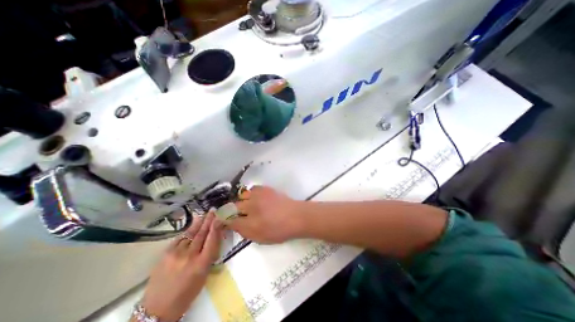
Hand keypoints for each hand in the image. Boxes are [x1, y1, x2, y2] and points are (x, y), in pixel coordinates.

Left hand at [140, 213, 223, 319]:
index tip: (220, 217)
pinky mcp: (165, 253)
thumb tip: (214, 237)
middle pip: (201, 234)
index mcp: (202, 264)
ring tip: (204, 214)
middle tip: (212, 211)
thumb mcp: (204, 275)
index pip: (212, 240)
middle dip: (208, 221)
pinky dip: (188, 231)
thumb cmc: (187, 293)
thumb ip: (209, 254)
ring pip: (190, 234)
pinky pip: (180, 238)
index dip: (216, 227)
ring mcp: (176, 254)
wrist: (157, 308)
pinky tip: (192, 225)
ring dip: (198, 223)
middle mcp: (189, 256)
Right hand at [227, 186, 302, 243]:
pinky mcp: (266, 189)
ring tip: (248, 206)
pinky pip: (253, 189)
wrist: (296, 216)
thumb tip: (232, 224)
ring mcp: (259, 196)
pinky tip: (256, 198)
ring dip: (241, 201)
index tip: (223, 221)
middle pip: (234, 206)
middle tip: (237, 214)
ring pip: (242, 195)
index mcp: (250, 222)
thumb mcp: (260, 237)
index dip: (224, 221)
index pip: (230, 220)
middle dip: (231, 210)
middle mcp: (252, 206)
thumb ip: (244, 231)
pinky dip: (251, 194)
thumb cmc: (279, 230)